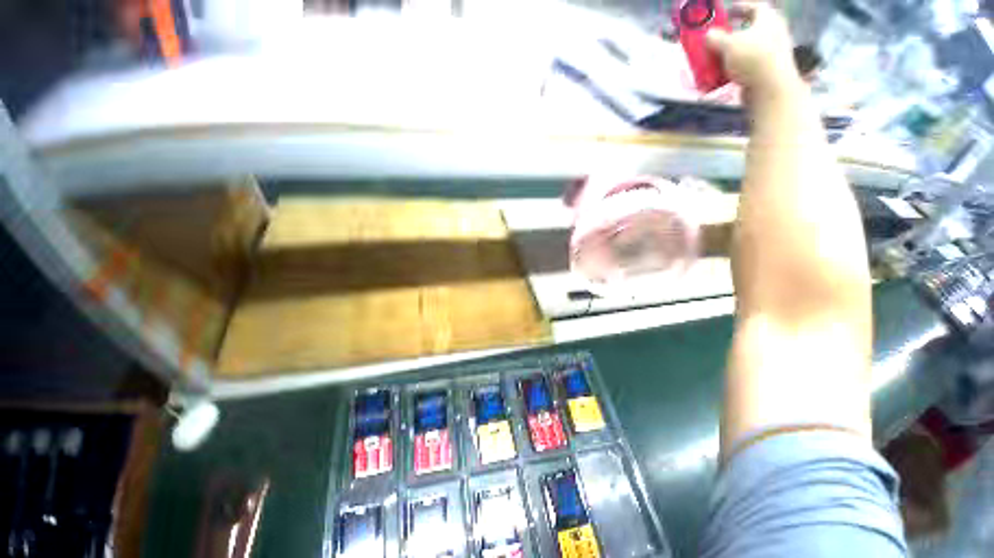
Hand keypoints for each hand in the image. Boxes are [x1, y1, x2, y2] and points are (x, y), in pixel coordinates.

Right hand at [705, 1, 799, 94]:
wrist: (770, 87)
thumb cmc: (752, 58)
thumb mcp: (728, 44)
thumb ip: (716, 38)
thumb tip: (709, 34)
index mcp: (768, 18)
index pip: (754, 6)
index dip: (740, 7)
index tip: (727, 11)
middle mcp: (773, 31)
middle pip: (750, 28)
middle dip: (733, 33)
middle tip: (718, 38)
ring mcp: (772, 51)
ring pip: (748, 48)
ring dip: (732, 53)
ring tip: (717, 59)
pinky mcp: (767, 69)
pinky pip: (748, 64)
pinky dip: (735, 68)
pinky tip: (724, 75)